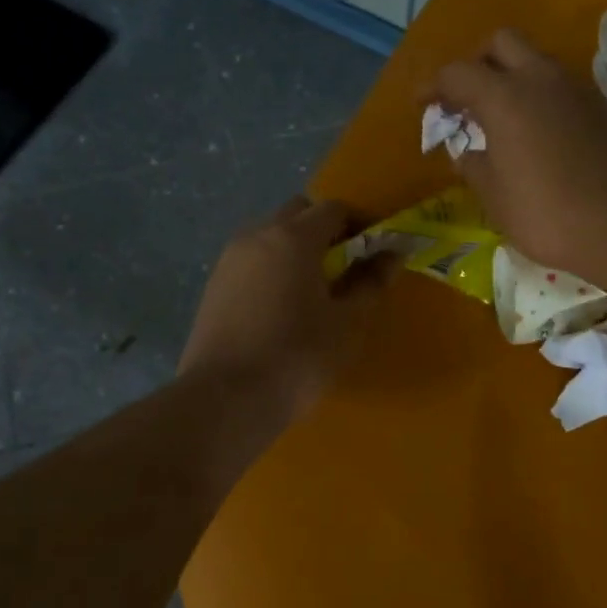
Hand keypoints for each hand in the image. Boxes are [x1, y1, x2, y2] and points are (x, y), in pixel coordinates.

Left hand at [180, 198, 392, 424]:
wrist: (225, 398)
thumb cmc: (297, 356)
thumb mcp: (347, 322)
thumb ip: (371, 281)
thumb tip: (392, 254)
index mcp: (293, 237)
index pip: (334, 209)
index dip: (360, 224)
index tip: (376, 251)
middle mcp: (257, 235)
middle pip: (298, 213)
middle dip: (326, 230)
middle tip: (345, 267)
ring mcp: (230, 258)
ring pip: (271, 234)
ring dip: (296, 247)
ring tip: (314, 289)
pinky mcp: (214, 284)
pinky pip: (252, 259)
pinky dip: (273, 267)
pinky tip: (282, 305)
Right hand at [429, 29, 606, 277]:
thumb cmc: (548, 214)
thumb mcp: (495, 197)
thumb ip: (474, 166)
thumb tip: (468, 152)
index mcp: (505, 98)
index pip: (457, 73)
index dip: (433, 86)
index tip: (422, 105)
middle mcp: (541, 80)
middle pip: (502, 43)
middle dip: (478, 63)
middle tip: (467, 99)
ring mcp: (578, 90)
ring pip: (536, 62)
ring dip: (512, 79)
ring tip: (501, 120)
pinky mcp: (603, 108)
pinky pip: (561, 87)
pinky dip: (540, 98)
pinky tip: (537, 135)